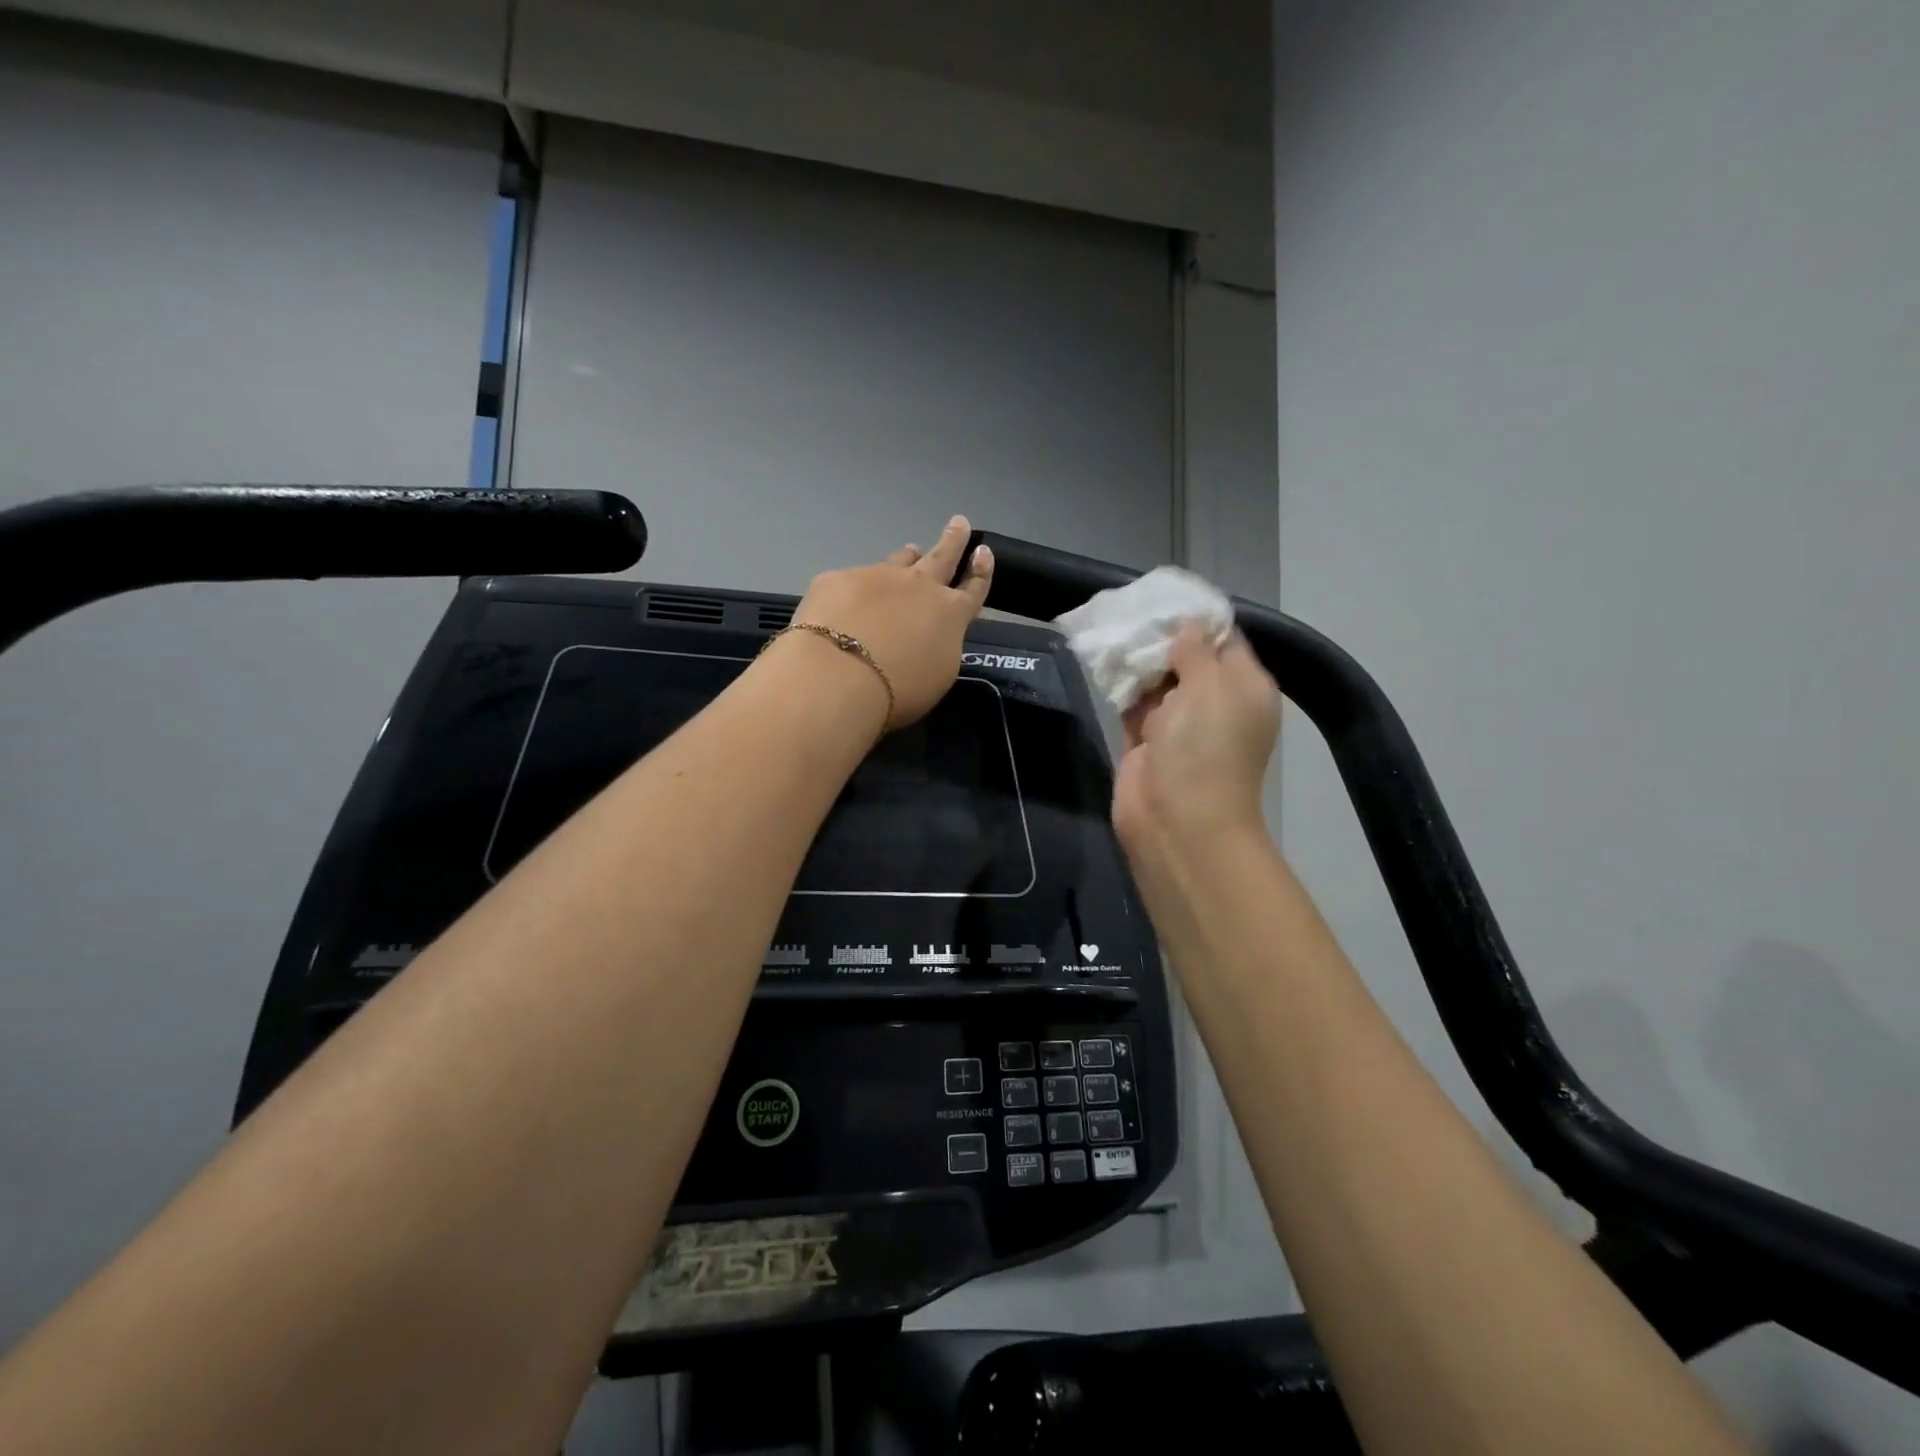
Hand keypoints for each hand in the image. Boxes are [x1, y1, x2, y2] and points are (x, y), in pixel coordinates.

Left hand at [781, 515, 993, 729]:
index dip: (981, 570)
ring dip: (908, 557)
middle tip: (959, 522)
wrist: (840, 676)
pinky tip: (844, 603)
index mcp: (950, 614)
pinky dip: (855, 588)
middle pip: (942, 556)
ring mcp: (877, 577)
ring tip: (910, 551)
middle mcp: (918, 587)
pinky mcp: (838, 579)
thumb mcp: (937, 676)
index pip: (973, 588)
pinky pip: (852, 580)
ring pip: (899, 560)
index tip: (983, 552)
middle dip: (953, 539)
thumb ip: (939, 647)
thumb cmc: (899, 690)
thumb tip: (929, 635)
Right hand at [1112, 627, 1279, 857]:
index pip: (1225, 640)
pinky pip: (1131, 704)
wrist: (1177, 821)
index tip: (1163, 599)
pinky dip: (1119, 687)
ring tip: (1112, 628)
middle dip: (1160, 639)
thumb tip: (1187, 627)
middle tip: (1130, 611)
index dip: (1196, 620)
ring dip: (1136, 662)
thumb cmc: (1204, 747)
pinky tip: (1103, 660)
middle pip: (1186, 658)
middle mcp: (1214, 703)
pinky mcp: (1144, 742)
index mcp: (1244, 687)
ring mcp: (1177, 724)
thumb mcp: (1210, 686)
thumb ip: (1196, 650)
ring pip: (1155, 681)